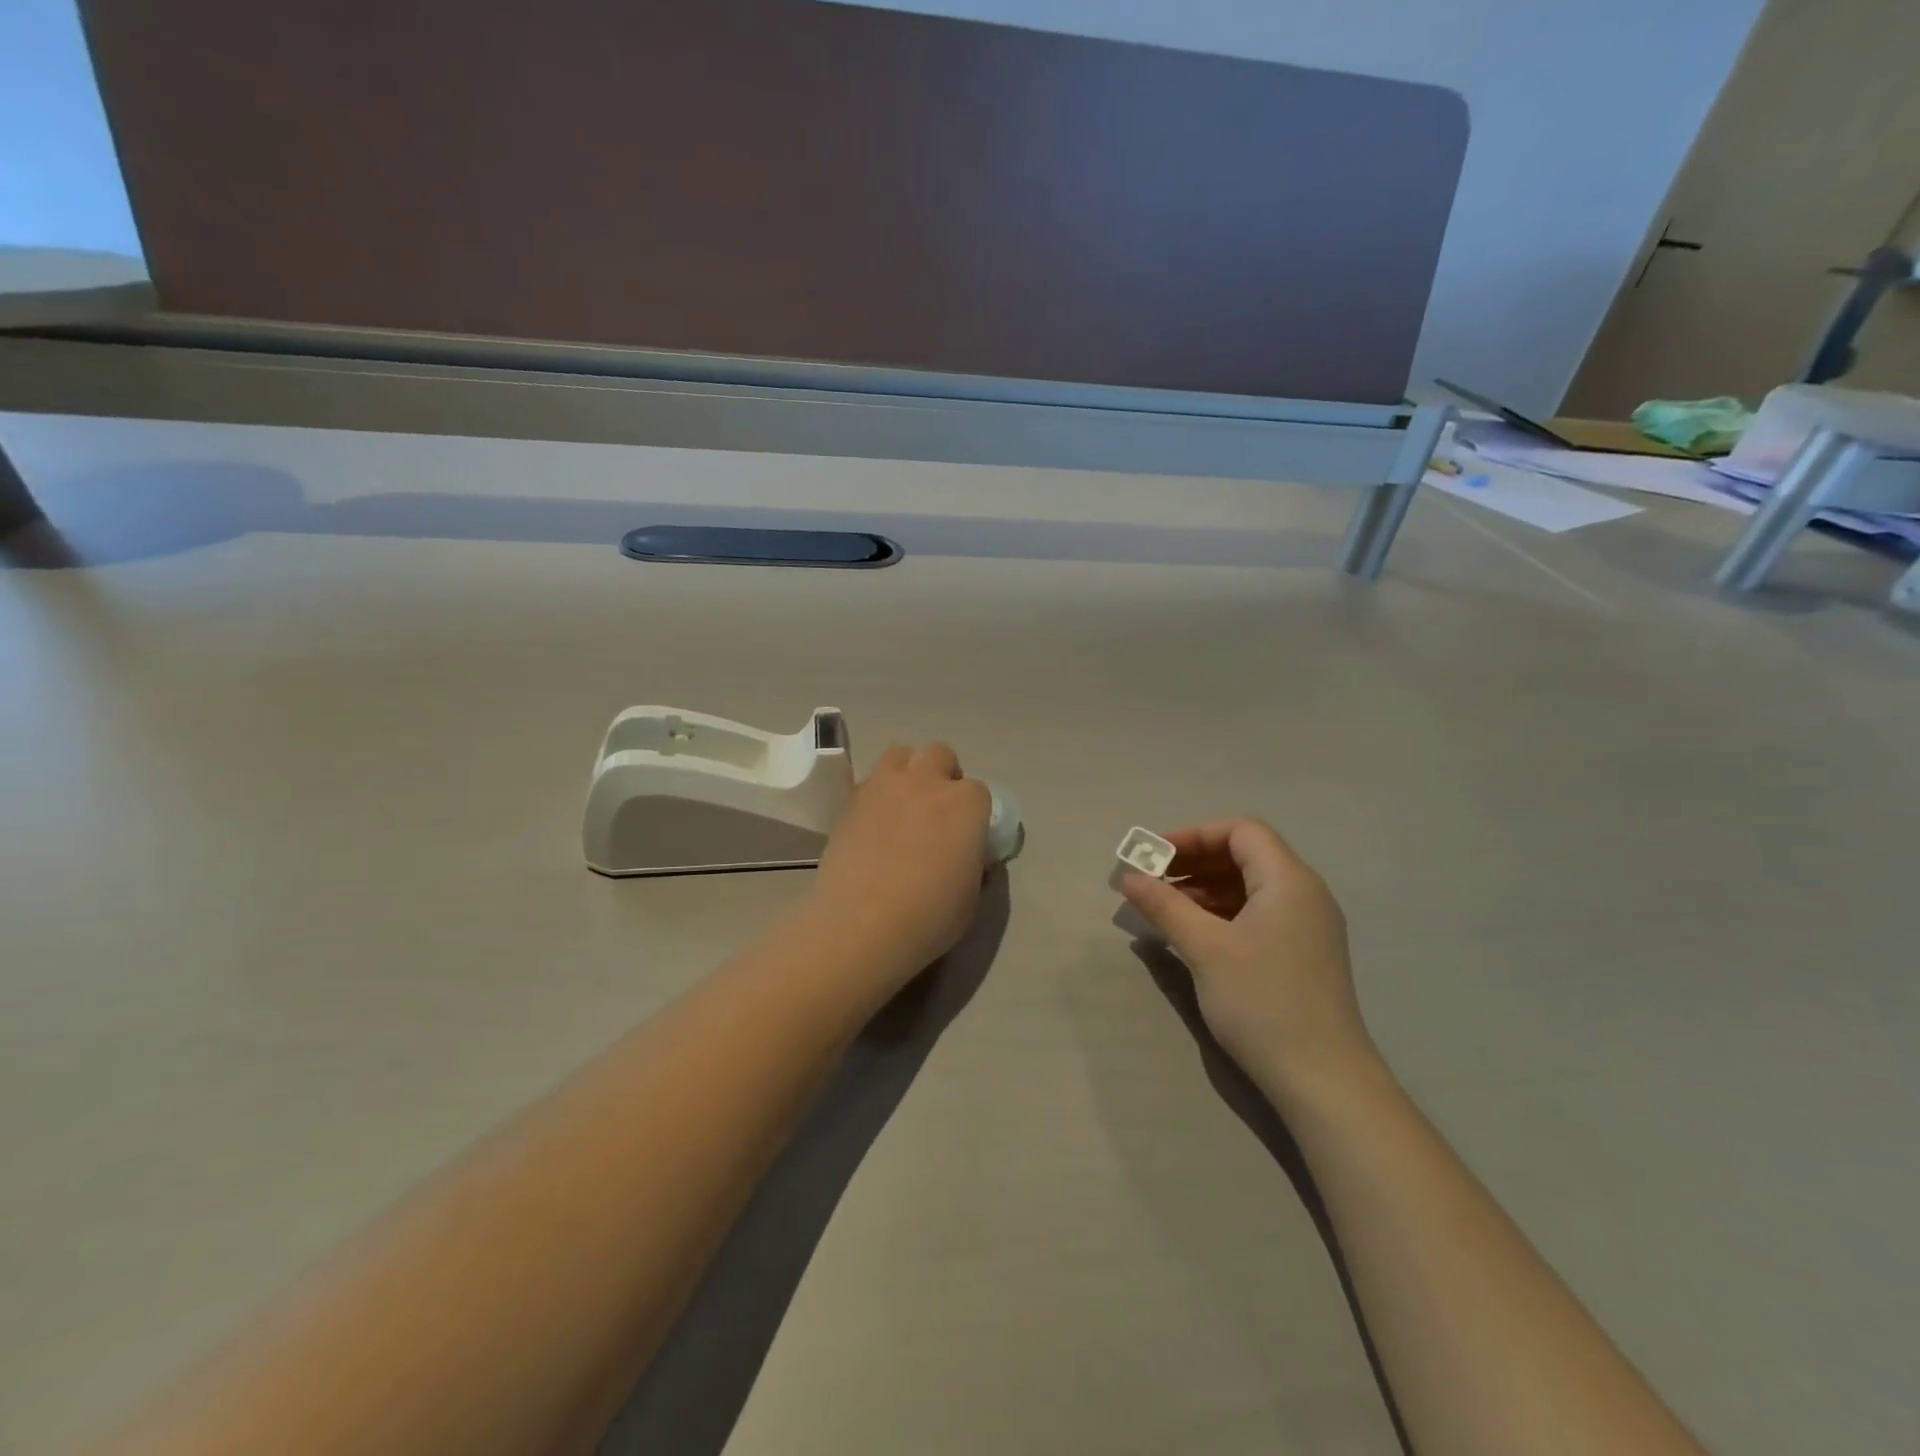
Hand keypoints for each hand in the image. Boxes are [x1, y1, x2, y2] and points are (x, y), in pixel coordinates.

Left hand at [811, 743, 992, 980]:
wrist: (862, 925)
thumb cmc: (930, 916)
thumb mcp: (971, 893)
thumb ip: (972, 860)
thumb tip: (965, 852)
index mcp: (966, 803)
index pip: (978, 792)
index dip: (973, 813)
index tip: (965, 836)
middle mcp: (926, 782)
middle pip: (939, 755)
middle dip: (941, 775)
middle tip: (936, 812)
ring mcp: (884, 786)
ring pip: (899, 755)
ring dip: (907, 773)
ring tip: (903, 807)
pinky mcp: (850, 801)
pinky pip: (869, 782)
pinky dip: (876, 795)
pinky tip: (873, 826)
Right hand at [1120, 818, 1377, 1096]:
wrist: (1323, 1081)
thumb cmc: (1262, 1002)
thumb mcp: (1205, 948)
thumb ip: (1164, 905)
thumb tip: (1128, 877)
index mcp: (1288, 880)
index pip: (1240, 831)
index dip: (1193, 835)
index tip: (1153, 857)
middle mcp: (1304, 893)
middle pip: (1245, 854)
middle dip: (1194, 861)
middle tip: (1152, 880)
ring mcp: (1307, 925)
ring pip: (1249, 886)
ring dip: (1204, 888)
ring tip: (1164, 907)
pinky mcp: (1302, 954)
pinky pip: (1257, 913)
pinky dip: (1222, 912)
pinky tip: (1193, 933)